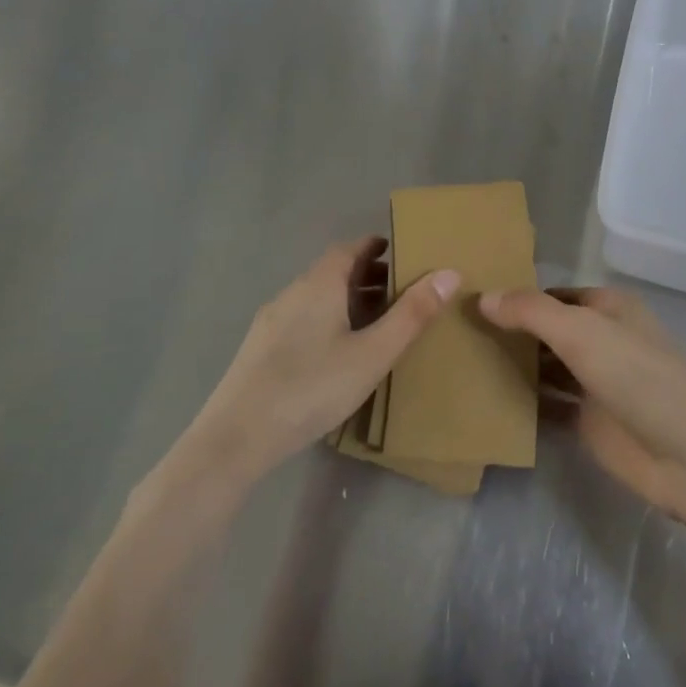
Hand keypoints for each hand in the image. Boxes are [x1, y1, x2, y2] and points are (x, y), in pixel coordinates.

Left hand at [167, 238, 458, 494]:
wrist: (236, 438)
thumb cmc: (313, 387)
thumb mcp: (374, 353)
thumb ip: (412, 314)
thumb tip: (449, 273)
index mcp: (320, 285)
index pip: (349, 249)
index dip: (375, 247)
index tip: (400, 253)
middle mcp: (292, 293)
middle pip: (333, 272)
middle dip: (367, 276)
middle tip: (401, 292)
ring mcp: (271, 322)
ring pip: (316, 298)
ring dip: (348, 300)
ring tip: (377, 323)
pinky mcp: (259, 350)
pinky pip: (302, 319)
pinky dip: (328, 320)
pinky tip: (338, 352)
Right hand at [479, 286, 685, 516]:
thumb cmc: (637, 375)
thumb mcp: (582, 331)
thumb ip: (531, 312)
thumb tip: (483, 297)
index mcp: (608, 308)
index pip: (553, 295)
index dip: (517, 296)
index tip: (470, 301)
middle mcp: (602, 340)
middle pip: (548, 331)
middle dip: (511, 332)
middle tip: (454, 333)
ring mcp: (595, 382)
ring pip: (546, 368)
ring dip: (514, 366)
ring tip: (460, 363)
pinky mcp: (589, 421)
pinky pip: (548, 406)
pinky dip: (523, 403)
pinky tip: (484, 401)